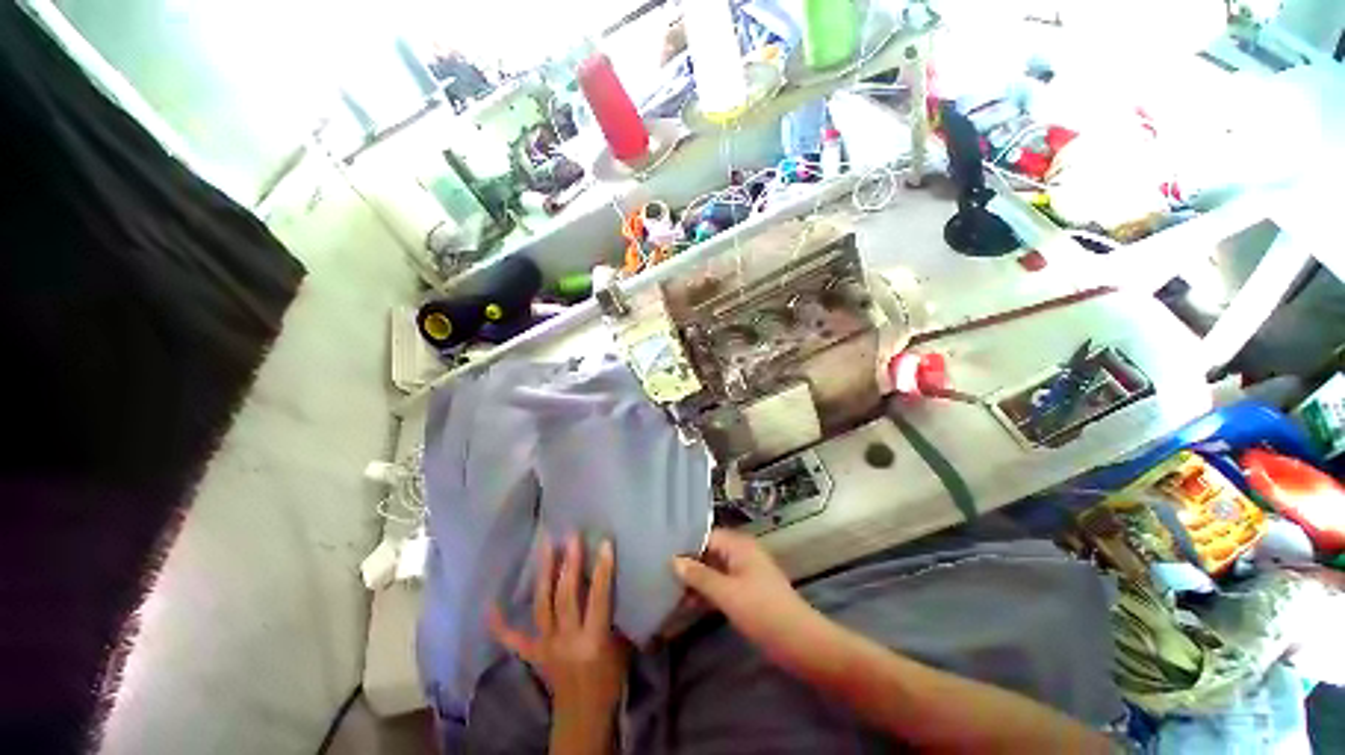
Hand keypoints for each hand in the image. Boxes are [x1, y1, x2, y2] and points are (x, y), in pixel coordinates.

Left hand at [490, 535, 627, 751]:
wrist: (584, 716)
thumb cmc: (610, 678)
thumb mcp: (624, 646)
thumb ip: (619, 614)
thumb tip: (624, 580)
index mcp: (593, 640)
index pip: (599, 598)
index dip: (602, 570)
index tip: (605, 543)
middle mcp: (567, 640)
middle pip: (565, 597)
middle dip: (569, 564)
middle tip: (571, 536)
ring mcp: (546, 646)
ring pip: (543, 605)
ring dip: (545, 573)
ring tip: (547, 545)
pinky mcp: (534, 653)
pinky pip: (513, 639)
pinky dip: (500, 623)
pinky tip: (490, 605)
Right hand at [672, 529, 826, 670]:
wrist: (799, 641)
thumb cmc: (762, 610)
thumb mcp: (726, 593)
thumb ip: (699, 575)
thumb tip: (674, 560)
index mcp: (739, 545)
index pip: (706, 535)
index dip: (686, 545)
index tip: (663, 555)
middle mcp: (741, 553)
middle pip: (710, 552)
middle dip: (689, 563)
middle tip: (662, 573)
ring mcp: (745, 572)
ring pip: (714, 569)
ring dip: (697, 579)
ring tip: (671, 590)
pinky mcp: (747, 591)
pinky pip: (722, 584)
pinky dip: (708, 591)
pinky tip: (689, 603)